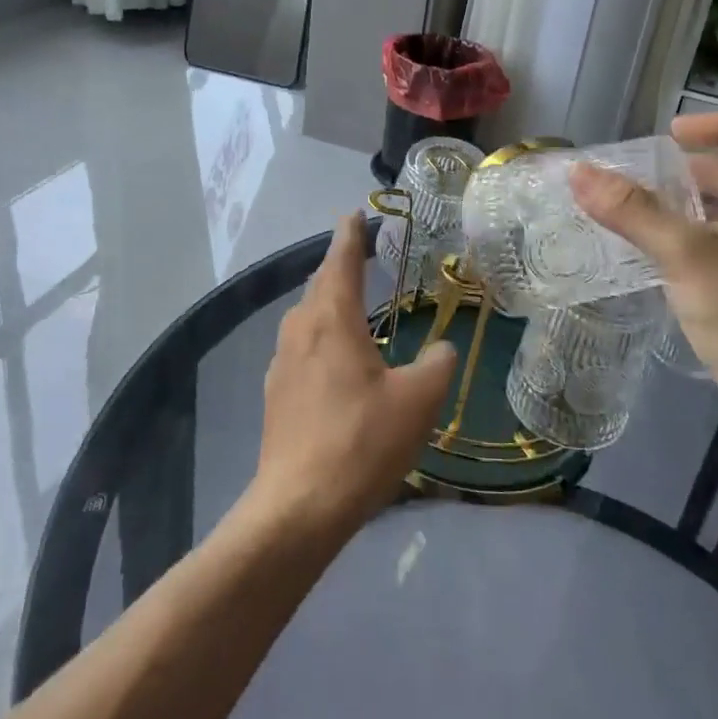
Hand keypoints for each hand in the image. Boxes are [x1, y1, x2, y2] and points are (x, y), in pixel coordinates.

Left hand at [247, 214, 457, 537]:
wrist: (299, 505)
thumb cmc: (362, 441)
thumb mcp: (417, 401)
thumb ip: (437, 364)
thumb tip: (442, 349)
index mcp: (332, 320)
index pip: (341, 262)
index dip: (350, 236)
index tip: (354, 214)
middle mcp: (301, 330)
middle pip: (319, 285)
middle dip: (338, 265)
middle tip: (359, 254)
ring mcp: (282, 362)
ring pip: (305, 315)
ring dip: (326, 300)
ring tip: (348, 301)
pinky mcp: (276, 393)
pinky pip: (299, 346)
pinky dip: (318, 335)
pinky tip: (332, 358)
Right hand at [569, 113, 717, 445]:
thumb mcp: (684, 254)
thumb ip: (631, 211)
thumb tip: (579, 172)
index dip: (712, 125)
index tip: (667, 136)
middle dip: (687, 171)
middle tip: (638, 180)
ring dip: (687, 206)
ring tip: (638, 214)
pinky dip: (694, 237)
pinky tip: (658, 256)